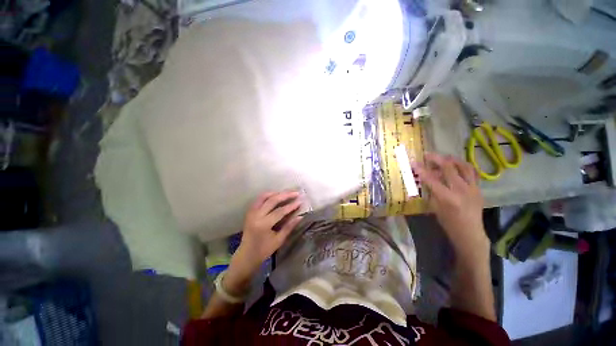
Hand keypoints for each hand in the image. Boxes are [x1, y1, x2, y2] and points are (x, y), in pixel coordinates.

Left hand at [225, 191, 303, 294]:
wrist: (246, 255)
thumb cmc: (263, 250)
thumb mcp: (278, 240)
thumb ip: (289, 227)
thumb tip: (300, 216)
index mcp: (263, 225)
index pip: (280, 211)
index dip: (291, 206)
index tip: (300, 201)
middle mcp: (256, 216)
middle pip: (272, 200)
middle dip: (285, 195)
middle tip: (296, 193)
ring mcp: (251, 212)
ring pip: (264, 197)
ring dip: (276, 193)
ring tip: (287, 192)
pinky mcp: (249, 212)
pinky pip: (259, 199)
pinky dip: (268, 195)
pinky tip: (275, 195)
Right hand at [413, 153, 488, 258]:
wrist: (470, 233)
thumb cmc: (448, 223)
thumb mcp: (434, 207)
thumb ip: (431, 191)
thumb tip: (425, 178)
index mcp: (447, 197)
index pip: (431, 179)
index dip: (421, 169)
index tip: (413, 162)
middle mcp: (461, 190)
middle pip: (449, 167)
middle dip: (436, 159)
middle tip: (427, 155)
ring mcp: (473, 188)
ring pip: (464, 166)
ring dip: (452, 159)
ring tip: (443, 157)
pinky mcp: (479, 188)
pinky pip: (472, 172)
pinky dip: (463, 166)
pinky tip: (457, 165)